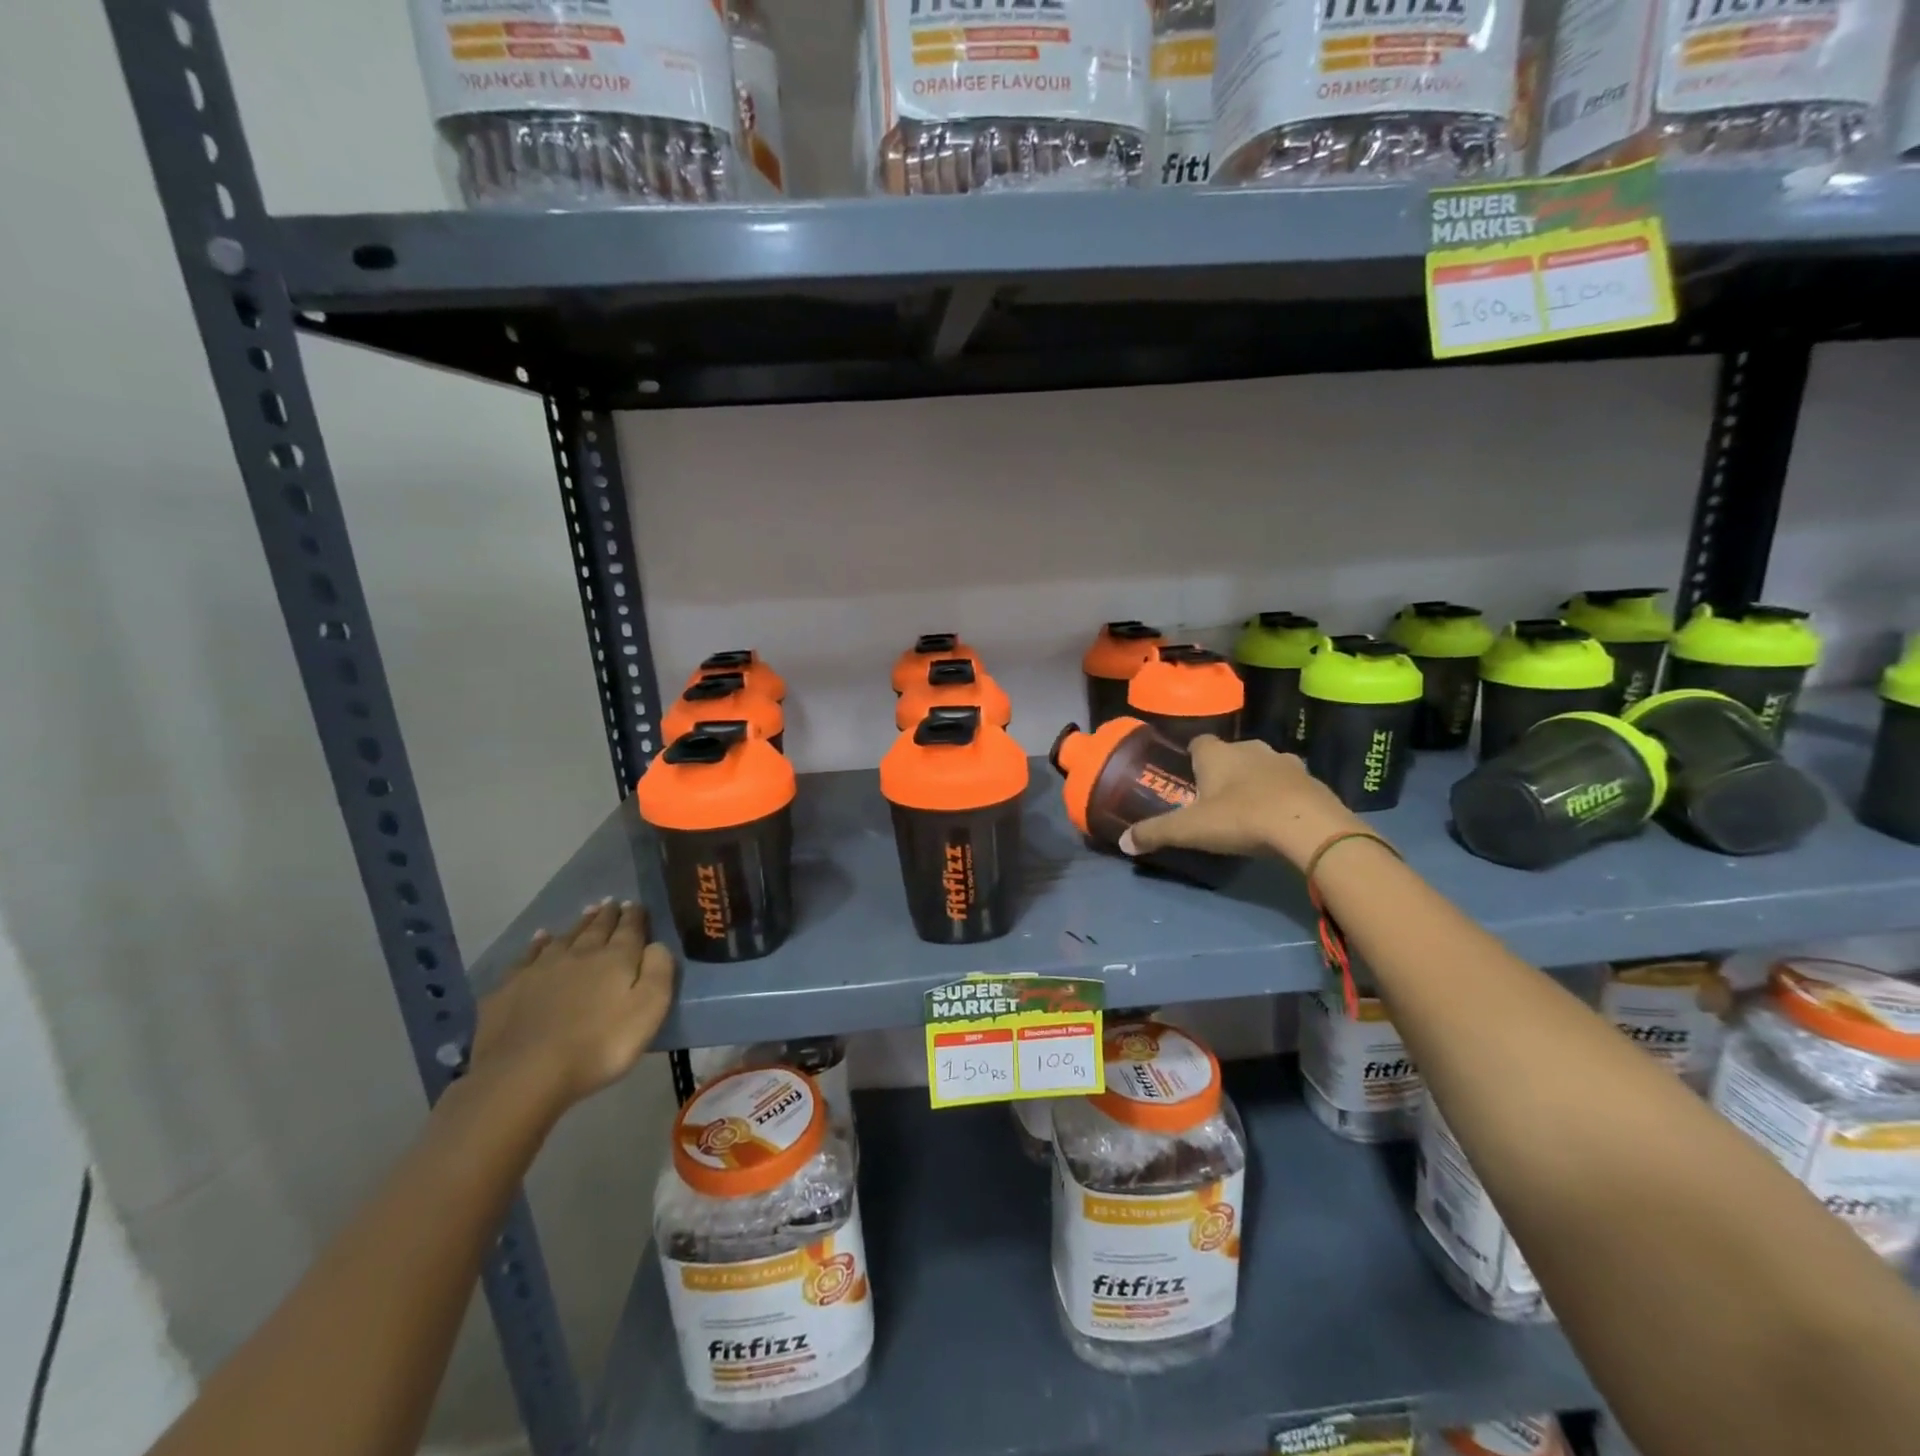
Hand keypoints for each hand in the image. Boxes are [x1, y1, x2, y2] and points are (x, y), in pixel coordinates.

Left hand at [470, 899, 675, 1114]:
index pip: (629, 929)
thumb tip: (657, 944)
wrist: (525, 1073)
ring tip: (586, 912)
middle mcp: (579, 954)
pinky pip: (527, 957)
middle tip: (611, 903)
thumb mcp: (649, 1010)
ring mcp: (540, 969)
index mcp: (615, 959)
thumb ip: (659, 972)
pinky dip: (537, 944)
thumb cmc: (599, 1045)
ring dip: (578, 924)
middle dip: (607, 915)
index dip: (634, 916)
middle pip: (596, 929)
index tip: (635, 904)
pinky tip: (539, 939)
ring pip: (564, 938)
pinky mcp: (509, 988)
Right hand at [1118, 735, 1365, 869]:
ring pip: (1262, 765)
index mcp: (1217, 754)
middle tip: (1215, 799)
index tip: (1188, 776)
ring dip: (1255, 781)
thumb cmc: (1240, 818)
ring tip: (1248, 809)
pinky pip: (1290, 783)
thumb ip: (1155, 833)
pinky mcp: (1312, 780)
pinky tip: (1279, 818)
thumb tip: (1123, 843)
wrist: (1309, 826)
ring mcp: (1285, 761)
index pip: (1198, 742)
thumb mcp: (1190, 830)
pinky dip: (1282, 795)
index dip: (1192, 758)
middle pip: (1231, 753)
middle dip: (1223, 771)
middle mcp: (1250, 748)